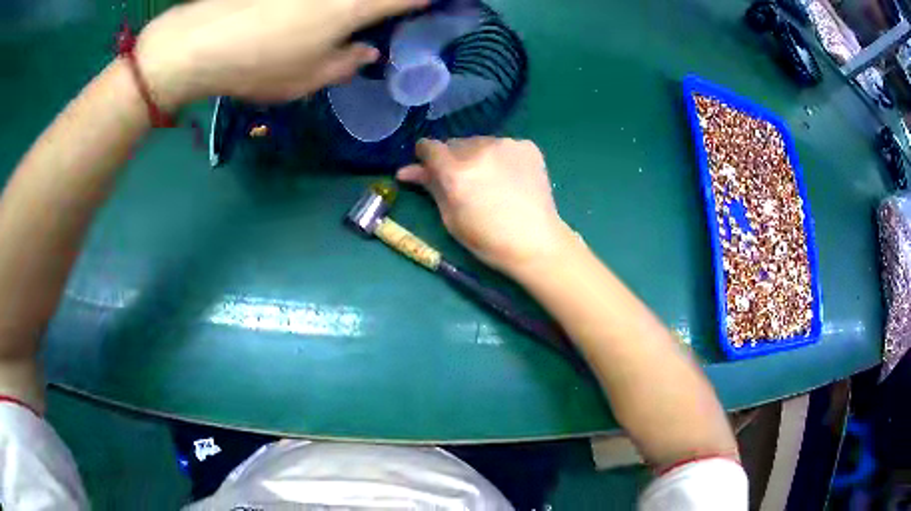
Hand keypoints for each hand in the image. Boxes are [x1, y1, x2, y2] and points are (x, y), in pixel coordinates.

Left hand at [136, 0, 426, 109]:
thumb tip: (367, 50)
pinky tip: (314, 15)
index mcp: (355, 6)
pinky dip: (323, 8)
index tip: (444, 4)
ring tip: (345, 22)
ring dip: (356, 9)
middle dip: (395, 5)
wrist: (197, 42)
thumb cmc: (259, 65)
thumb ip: (347, 63)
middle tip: (392, 16)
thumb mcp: (308, 78)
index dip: (431, 0)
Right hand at [397, 138, 574, 274]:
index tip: (430, 168)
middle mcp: (480, 149)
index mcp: (457, 172)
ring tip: (489, 180)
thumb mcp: (450, 218)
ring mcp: (506, 144)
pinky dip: (500, 157)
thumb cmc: (488, 240)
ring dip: (476, 156)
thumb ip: (431, 187)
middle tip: (463, 182)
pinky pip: (502, 146)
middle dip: (452, 159)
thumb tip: (405, 171)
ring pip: (479, 142)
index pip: (429, 146)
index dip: (425, 156)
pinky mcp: (527, 146)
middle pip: (454, 144)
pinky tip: (509, 177)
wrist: (536, 242)